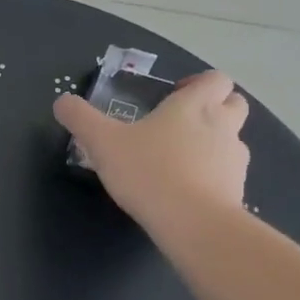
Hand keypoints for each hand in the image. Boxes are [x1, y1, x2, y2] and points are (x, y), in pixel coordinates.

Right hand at [54, 70, 250, 235]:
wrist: (192, 221)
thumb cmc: (148, 171)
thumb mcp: (102, 143)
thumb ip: (80, 119)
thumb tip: (61, 101)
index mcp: (193, 106)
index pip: (213, 79)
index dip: (198, 83)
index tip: (174, 96)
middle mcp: (222, 125)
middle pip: (234, 103)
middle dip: (215, 107)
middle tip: (182, 124)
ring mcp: (234, 158)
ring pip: (233, 139)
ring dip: (214, 143)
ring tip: (182, 161)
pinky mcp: (237, 188)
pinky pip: (228, 173)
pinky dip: (214, 175)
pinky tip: (189, 190)